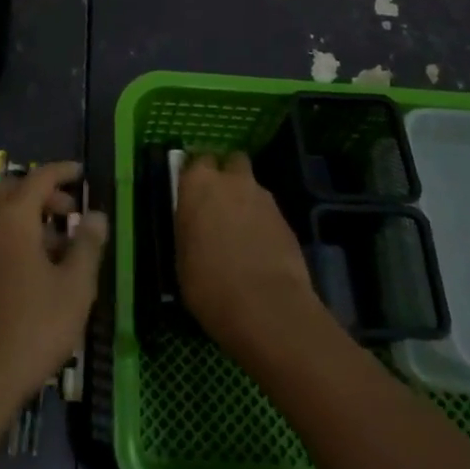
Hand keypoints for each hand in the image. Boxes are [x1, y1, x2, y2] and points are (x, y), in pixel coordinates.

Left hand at [0, 162, 107, 428]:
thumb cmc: (32, 328)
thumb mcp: (74, 287)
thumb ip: (87, 245)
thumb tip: (96, 214)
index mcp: (13, 218)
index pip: (39, 178)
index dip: (62, 171)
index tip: (82, 172)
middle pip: (15, 192)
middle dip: (44, 194)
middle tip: (72, 210)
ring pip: (1, 216)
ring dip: (30, 218)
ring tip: (61, 245)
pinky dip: (15, 237)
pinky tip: (36, 271)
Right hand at [176, 152, 317, 360]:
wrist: (266, 307)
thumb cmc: (209, 283)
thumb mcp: (182, 257)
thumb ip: (189, 229)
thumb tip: (195, 227)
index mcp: (197, 183)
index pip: (196, 161)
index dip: (196, 177)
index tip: (192, 194)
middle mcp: (231, 180)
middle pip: (231, 162)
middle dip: (227, 176)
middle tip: (219, 204)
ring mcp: (263, 198)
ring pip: (252, 187)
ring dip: (246, 201)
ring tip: (241, 233)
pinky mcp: (287, 220)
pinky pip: (269, 213)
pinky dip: (263, 224)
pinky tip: (259, 250)